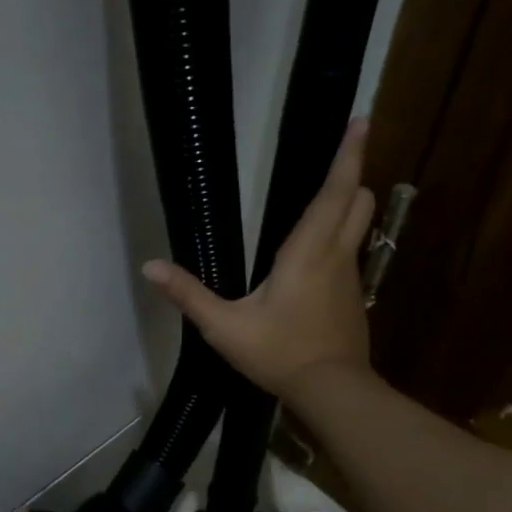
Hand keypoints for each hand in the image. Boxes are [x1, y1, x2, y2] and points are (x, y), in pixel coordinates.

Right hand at [143, 119, 375, 400]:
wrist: (331, 391)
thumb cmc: (278, 353)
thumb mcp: (224, 327)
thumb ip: (189, 295)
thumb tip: (150, 268)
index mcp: (307, 252)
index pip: (335, 192)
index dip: (349, 155)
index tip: (361, 120)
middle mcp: (336, 256)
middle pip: (359, 201)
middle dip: (351, 176)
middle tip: (337, 160)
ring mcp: (350, 278)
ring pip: (359, 227)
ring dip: (347, 207)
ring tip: (323, 203)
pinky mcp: (354, 299)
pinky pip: (350, 255)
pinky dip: (340, 242)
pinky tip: (314, 264)